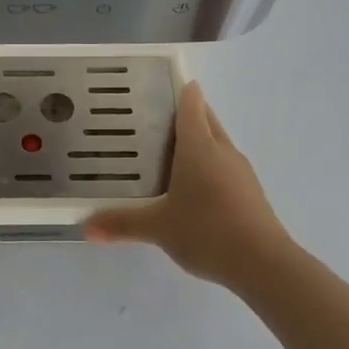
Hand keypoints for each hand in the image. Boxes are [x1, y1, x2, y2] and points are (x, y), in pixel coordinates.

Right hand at [85, 82, 292, 290]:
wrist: (263, 264)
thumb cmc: (207, 232)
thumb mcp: (158, 228)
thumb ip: (122, 224)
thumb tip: (85, 227)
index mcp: (199, 148)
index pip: (191, 106)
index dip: (180, 90)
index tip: (163, 84)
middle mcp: (222, 152)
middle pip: (207, 120)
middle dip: (188, 113)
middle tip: (157, 116)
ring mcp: (240, 172)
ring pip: (218, 143)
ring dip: (200, 140)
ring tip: (170, 150)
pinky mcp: (250, 192)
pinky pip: (225, 166)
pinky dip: (209, 165)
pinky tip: (193, 186)